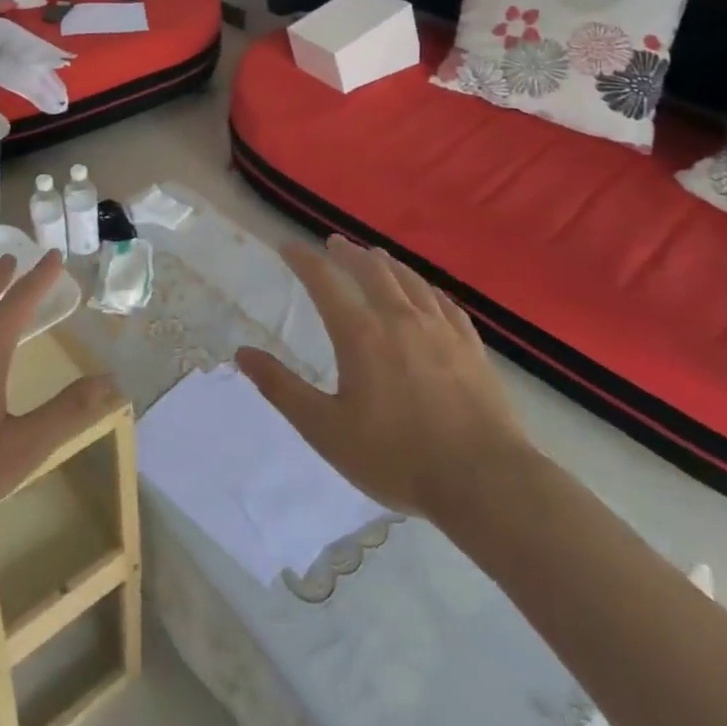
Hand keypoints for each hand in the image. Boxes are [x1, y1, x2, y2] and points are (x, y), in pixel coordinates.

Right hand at [236, 235, 535, 533]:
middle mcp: (398, 318)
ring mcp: (440, 330)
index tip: (288, 246)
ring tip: (376, 256)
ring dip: (387, 263)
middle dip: (348, 253)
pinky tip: (427, 293)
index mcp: (360, 333)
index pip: (324, 281)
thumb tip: (241, 353)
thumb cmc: (396, 457)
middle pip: (370, 270)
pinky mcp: (471, 347)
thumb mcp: (326, 429)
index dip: (303, 259)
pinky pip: (445, 303)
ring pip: (409, 280)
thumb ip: (282, 388)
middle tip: (335, 243)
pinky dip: (427, 289)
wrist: (485, 482)